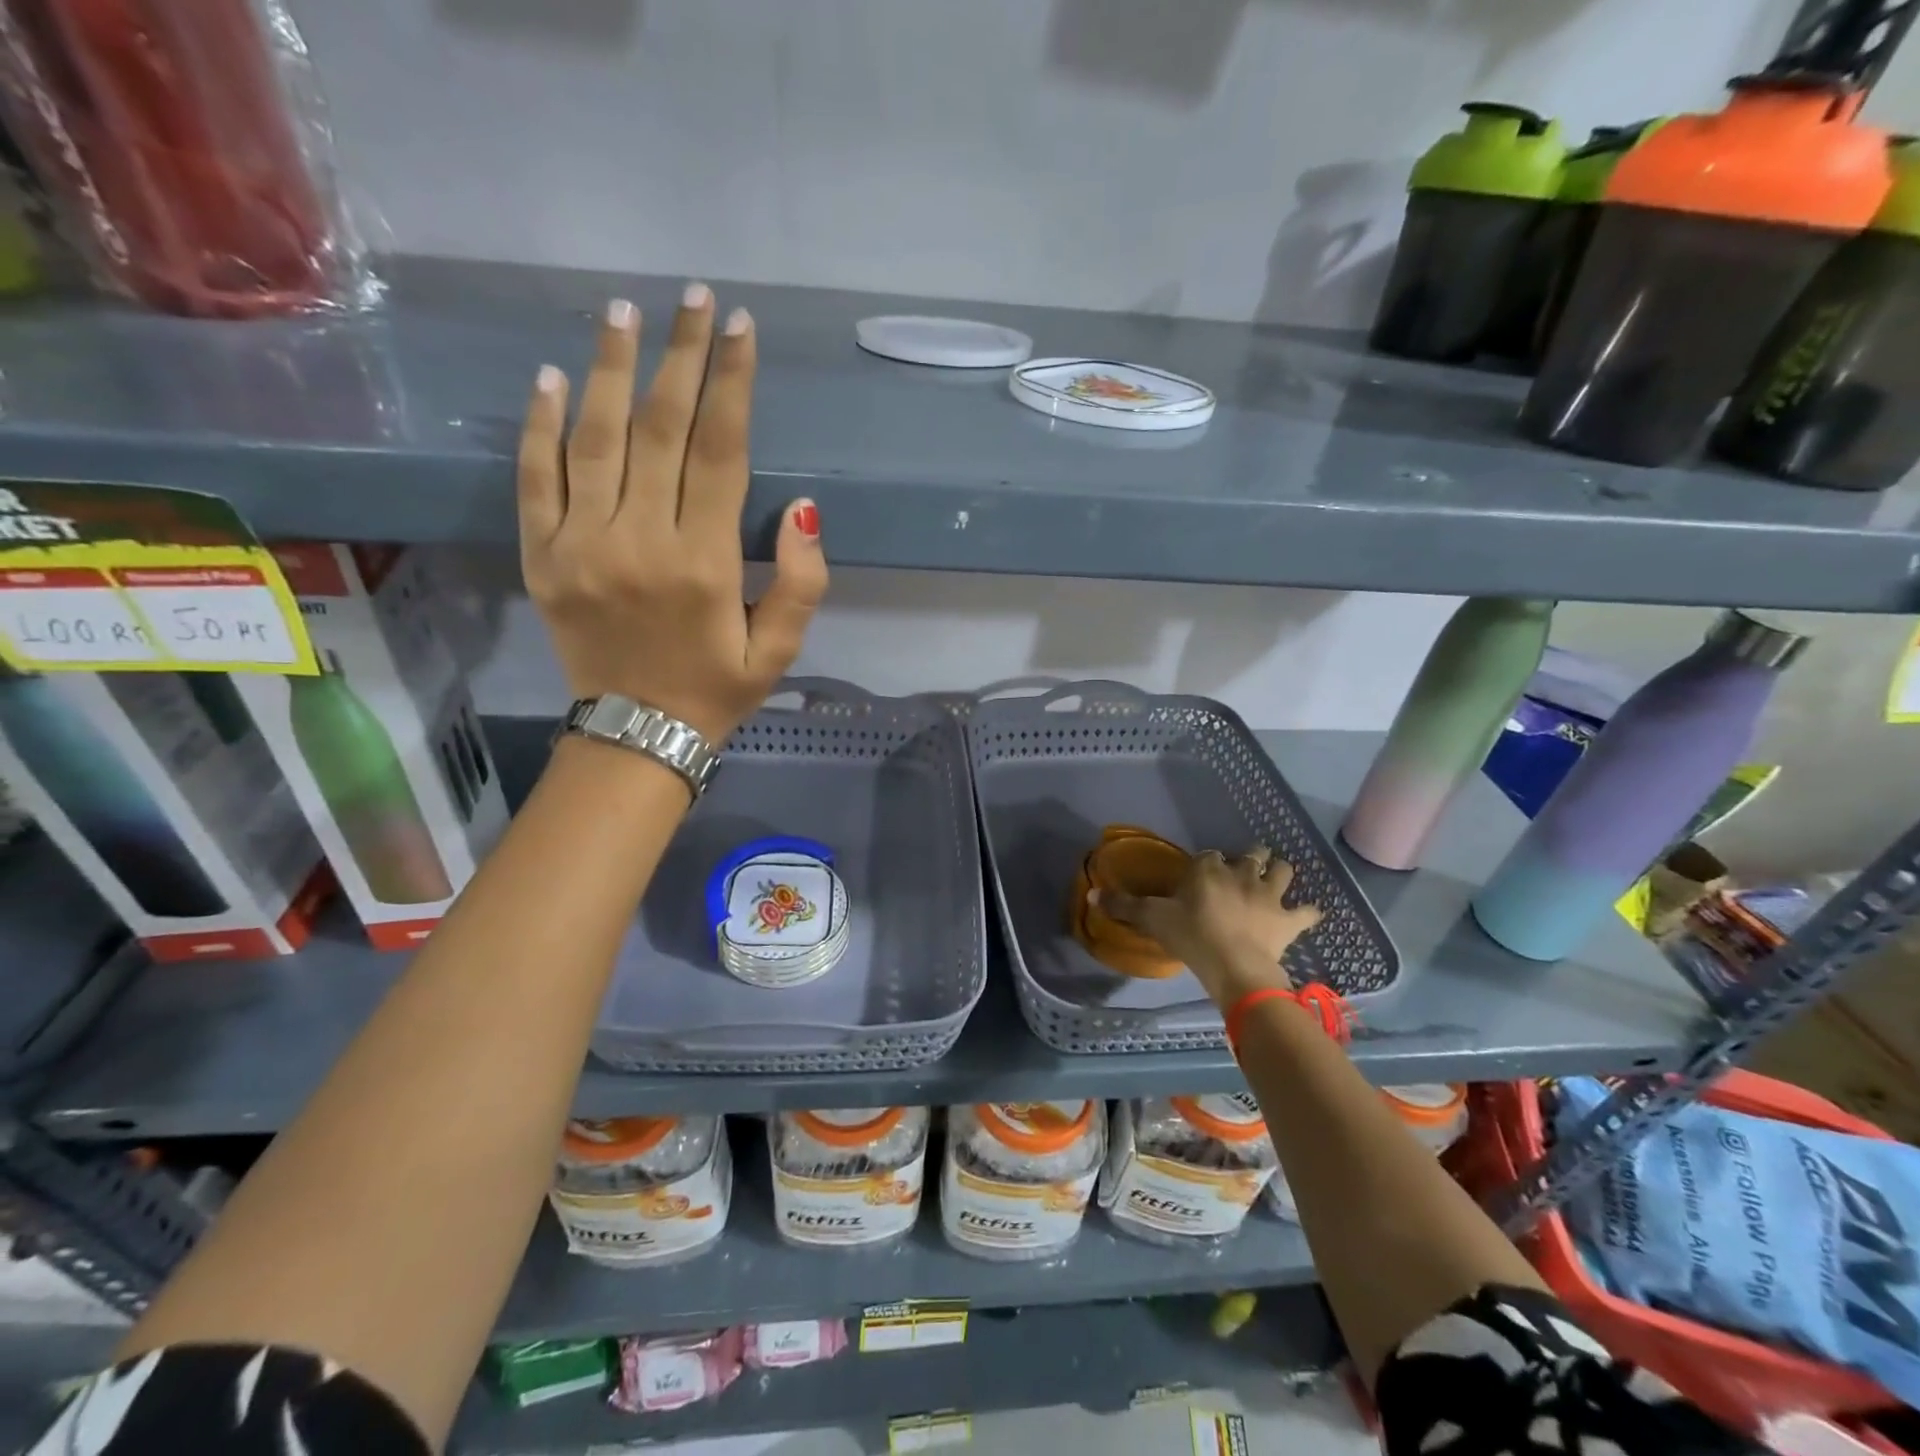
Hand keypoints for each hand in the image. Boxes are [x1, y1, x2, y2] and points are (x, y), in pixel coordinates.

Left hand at [518, 287, 827, 744]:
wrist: (636, 736)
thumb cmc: (716, 690)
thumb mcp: (779, 650)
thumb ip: (801, 582)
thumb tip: (802, 508)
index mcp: (705, 563)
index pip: (719, 452)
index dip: (732, 385)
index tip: (739, 329)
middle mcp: (641, 541)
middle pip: (660, 429)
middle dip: (681, 356)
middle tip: (692, 298)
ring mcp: (582, 545)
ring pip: (596, 439)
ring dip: (611, 369)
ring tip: (624, 311)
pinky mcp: (542, 557)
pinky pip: (537, 480)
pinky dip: (541, 426)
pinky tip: (552, 378)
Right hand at [1096, 848, 1321, 1005]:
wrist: (1233, 965)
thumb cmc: (1190, 937)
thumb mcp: (1152, 919)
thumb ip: (1124, 906)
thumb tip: (1092, 893)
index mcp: (1208, 869)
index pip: (1208, 855)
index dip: (1206, 864)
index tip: (1200, 877)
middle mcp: (1241, 873)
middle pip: (1251, 854)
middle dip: (1250, 857)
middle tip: (1242, 871)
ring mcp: (1268, 894)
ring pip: (1282, 871)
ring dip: (1279, 873)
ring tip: (1275, 880)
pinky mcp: (1288, 919)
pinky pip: (1308, 912)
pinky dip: (1308, 913)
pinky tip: (1307, 915)